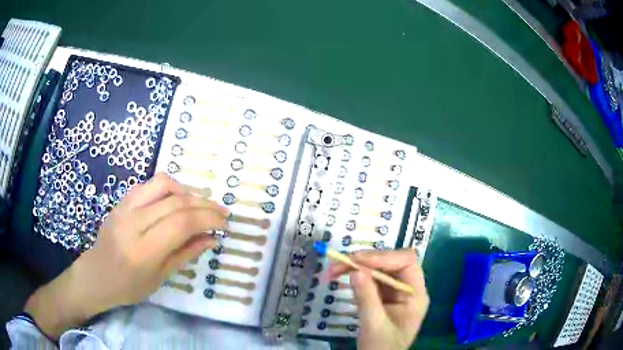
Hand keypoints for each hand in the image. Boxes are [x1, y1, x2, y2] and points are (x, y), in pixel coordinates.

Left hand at [24, 173, 227, 337]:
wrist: (96, 274)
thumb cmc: (128, 286)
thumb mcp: (160, 277)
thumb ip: (186, 254)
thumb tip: (211, 238)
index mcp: (143, 250)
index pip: (181, 224)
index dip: (207, 219)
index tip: (225, 222)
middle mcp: (133, 222)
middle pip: (176, 202)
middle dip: (204, 205)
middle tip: (221, 212)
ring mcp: (125, 207)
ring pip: (163, 184)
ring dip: (187, 191)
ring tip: (199, 204)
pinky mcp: (122, 201)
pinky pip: (149, 185)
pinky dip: (169, 188)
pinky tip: (176, 199)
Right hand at [327, 250, 428, 349]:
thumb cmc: (382, 348)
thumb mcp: (374, 325)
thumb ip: (367, 298)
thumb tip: (355, 270)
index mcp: (416, 294)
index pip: (407, 262)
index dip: (384, 257)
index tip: (358, 260)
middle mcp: (407, 288)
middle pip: (390, 263)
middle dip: (364, 261)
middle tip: (338, 263)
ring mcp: (394, 292)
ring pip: (378, 269)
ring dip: (355, 266)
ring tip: (333, 270)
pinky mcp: (382, 296)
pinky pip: (370, 280)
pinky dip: (354, 276)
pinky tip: (340, 277)